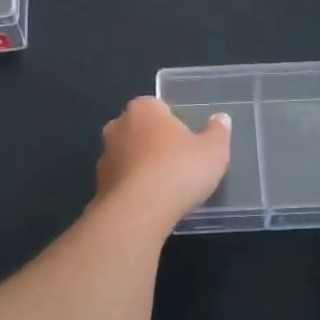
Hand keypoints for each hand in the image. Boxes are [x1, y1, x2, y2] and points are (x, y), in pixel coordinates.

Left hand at [96, 97, 231, 218]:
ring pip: (127, 156)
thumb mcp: (213, 151)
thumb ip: (218, 132)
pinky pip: (121, 182)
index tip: (186, 140)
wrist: (138, 212)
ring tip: (165, 187)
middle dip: (154, 142)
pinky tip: (150, 204)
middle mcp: (118, 126)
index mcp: (144, 109)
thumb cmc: (179, 170)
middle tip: (177, 161)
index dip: (173, 122)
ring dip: (141, 166)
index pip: (158, 106)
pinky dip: (133, 189)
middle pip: (139, 130)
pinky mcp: (99, 186)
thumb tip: (220, 119)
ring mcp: (105, 157)